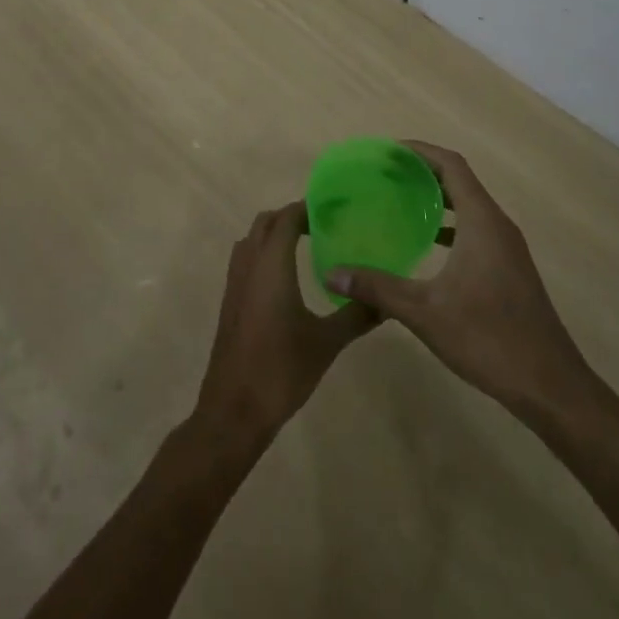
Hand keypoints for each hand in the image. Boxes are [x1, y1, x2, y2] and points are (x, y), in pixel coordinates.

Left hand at [194, 203, 378, 448]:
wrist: (234, 410)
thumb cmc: (281, 370)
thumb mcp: (326, 342)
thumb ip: (356, 315)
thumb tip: (387, 300)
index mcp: (271, 265)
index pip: (286, 218)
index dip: (307, 208)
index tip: (334, 208)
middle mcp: (249, 265)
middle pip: (266, 222)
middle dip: (290, 217)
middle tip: (323, 225)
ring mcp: (235, 283)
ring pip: (251, 240)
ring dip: (273, 233)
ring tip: (306, 245)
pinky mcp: (230, 302)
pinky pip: (245, 260)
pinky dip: (263, 253)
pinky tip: (285, 278)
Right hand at [324, 142, 589, 415]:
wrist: (550, 386)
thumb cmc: (489, 339)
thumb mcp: (425, 312)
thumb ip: (378, 288)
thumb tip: (332, 272)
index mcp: (482, 222)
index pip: (451, 165)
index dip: (420, 152)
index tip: (388, 151)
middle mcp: (498, 225)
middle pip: (460, 181)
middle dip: (424, 172)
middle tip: (385, 174)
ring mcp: (508, 248)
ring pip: (470, 207)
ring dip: (438, 198)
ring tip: (400, 201)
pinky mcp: (510, 269)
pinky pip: (476, 229)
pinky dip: (451, 225)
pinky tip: (427, 243)